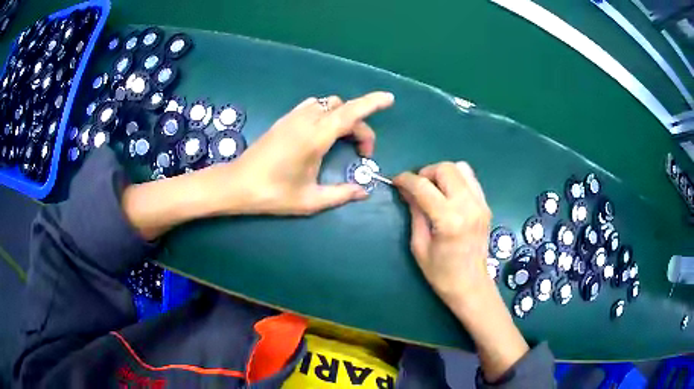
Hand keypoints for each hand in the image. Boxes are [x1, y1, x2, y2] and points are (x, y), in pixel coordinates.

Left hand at [122, 92, 393, 239]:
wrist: (236, 185)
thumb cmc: (272, 194)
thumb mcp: (310, 200)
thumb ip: (341, 194)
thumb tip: (364, 191)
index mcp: (315, 137)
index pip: (350, 112)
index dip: (372, 103)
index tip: (389, 99)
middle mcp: (306, 120)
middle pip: (343, 109)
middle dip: (360, 125)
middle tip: (363, 153)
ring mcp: (293, 117)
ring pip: (327, 104)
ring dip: (343, 117)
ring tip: (345, 141)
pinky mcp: (284, 120)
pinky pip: (313, 107)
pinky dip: (326, 114)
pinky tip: (323, 135)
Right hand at [395, 162, 528, 382]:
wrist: (471, 285)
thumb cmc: (441, 273)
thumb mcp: (419, 245)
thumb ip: (415, 212)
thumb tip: (406, 190)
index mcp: (449, 220)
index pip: (423, 186)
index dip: (406, 179)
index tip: (396, 181)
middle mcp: (468, 206)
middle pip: (445, 169)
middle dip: (426, 173)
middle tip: (417, 188)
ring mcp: (481, 204)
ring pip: (461, 168)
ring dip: (442, 174)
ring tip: (434, 190)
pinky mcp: (486, 205)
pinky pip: (471, 179)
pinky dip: (457, 180)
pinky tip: (449, 195)